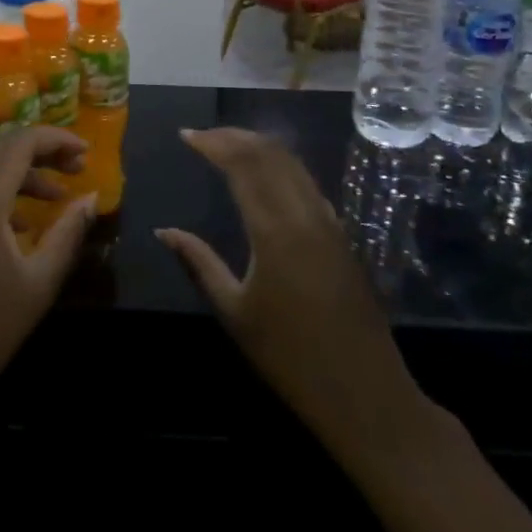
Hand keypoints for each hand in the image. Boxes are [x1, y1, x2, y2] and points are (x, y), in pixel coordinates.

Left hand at [0, 128, 95, 438]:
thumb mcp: (37, 285)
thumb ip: (67, 234)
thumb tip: (90, 198)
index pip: (21, 142)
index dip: (56, 139)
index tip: (85, 152)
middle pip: (0, 150)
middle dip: (41, 154)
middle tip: (74, 170)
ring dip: (18, 177)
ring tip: (53, 201)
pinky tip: (14, 227)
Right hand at [157, 128, 429, 462]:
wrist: (367, 396)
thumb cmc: (291, 358)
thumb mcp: (235, 312)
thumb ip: (199, 263)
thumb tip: (164, 231)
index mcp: (275, 231)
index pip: (242, 165)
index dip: (213, 143)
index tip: (186, 135)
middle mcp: (305, 215)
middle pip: (270, 154)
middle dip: (234, 136)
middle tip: (203, 135)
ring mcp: (329, 224)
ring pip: (293, 164)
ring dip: (259, 147)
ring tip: (228, 145)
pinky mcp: (341, 237)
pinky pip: (308, 184)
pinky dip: (281, 167)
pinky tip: (265, 177)